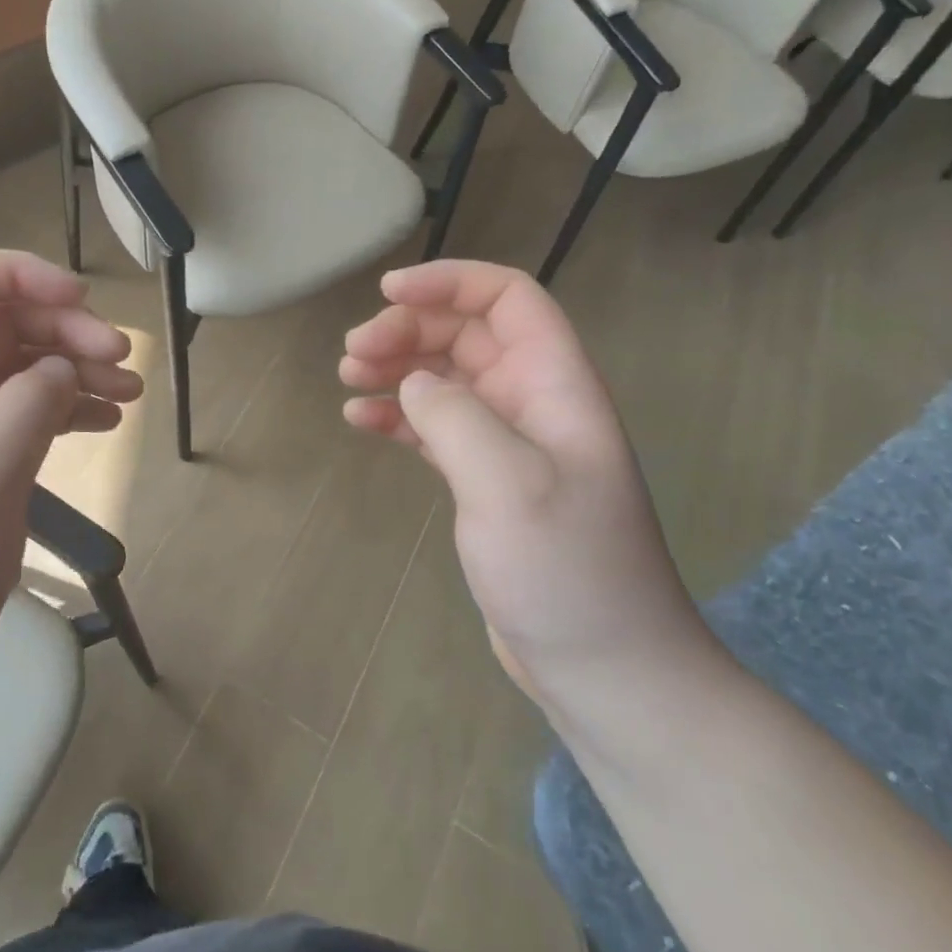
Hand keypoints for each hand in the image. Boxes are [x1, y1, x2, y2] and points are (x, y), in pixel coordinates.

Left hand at [0, 251, 141, 718]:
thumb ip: (27, 405)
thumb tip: (62, 367)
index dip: (18, 271)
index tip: (78, 300)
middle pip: (1, 321)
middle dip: (65, 328)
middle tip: (122, 360)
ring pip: (20, 368)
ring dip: (76, 368)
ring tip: (128, 394)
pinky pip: (25, 414)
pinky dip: (66, 408)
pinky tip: (103, 423)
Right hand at [341, 260, 714, 714]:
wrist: (604, 669)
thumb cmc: (568, 572)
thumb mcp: (509, 485)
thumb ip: (454, 417)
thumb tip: (412, 383)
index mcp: (555, 385)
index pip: (507, 298)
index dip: (449, 281)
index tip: (388, 291)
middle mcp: (532, 401)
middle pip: (465, 333)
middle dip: (407, 329)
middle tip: (353, 353)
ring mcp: (507, 441)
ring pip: (444, 376)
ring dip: (395, 367)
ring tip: (348, 377)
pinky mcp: (483, 479)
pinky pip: (433, 425)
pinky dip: (396, 415)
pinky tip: (359, 421)